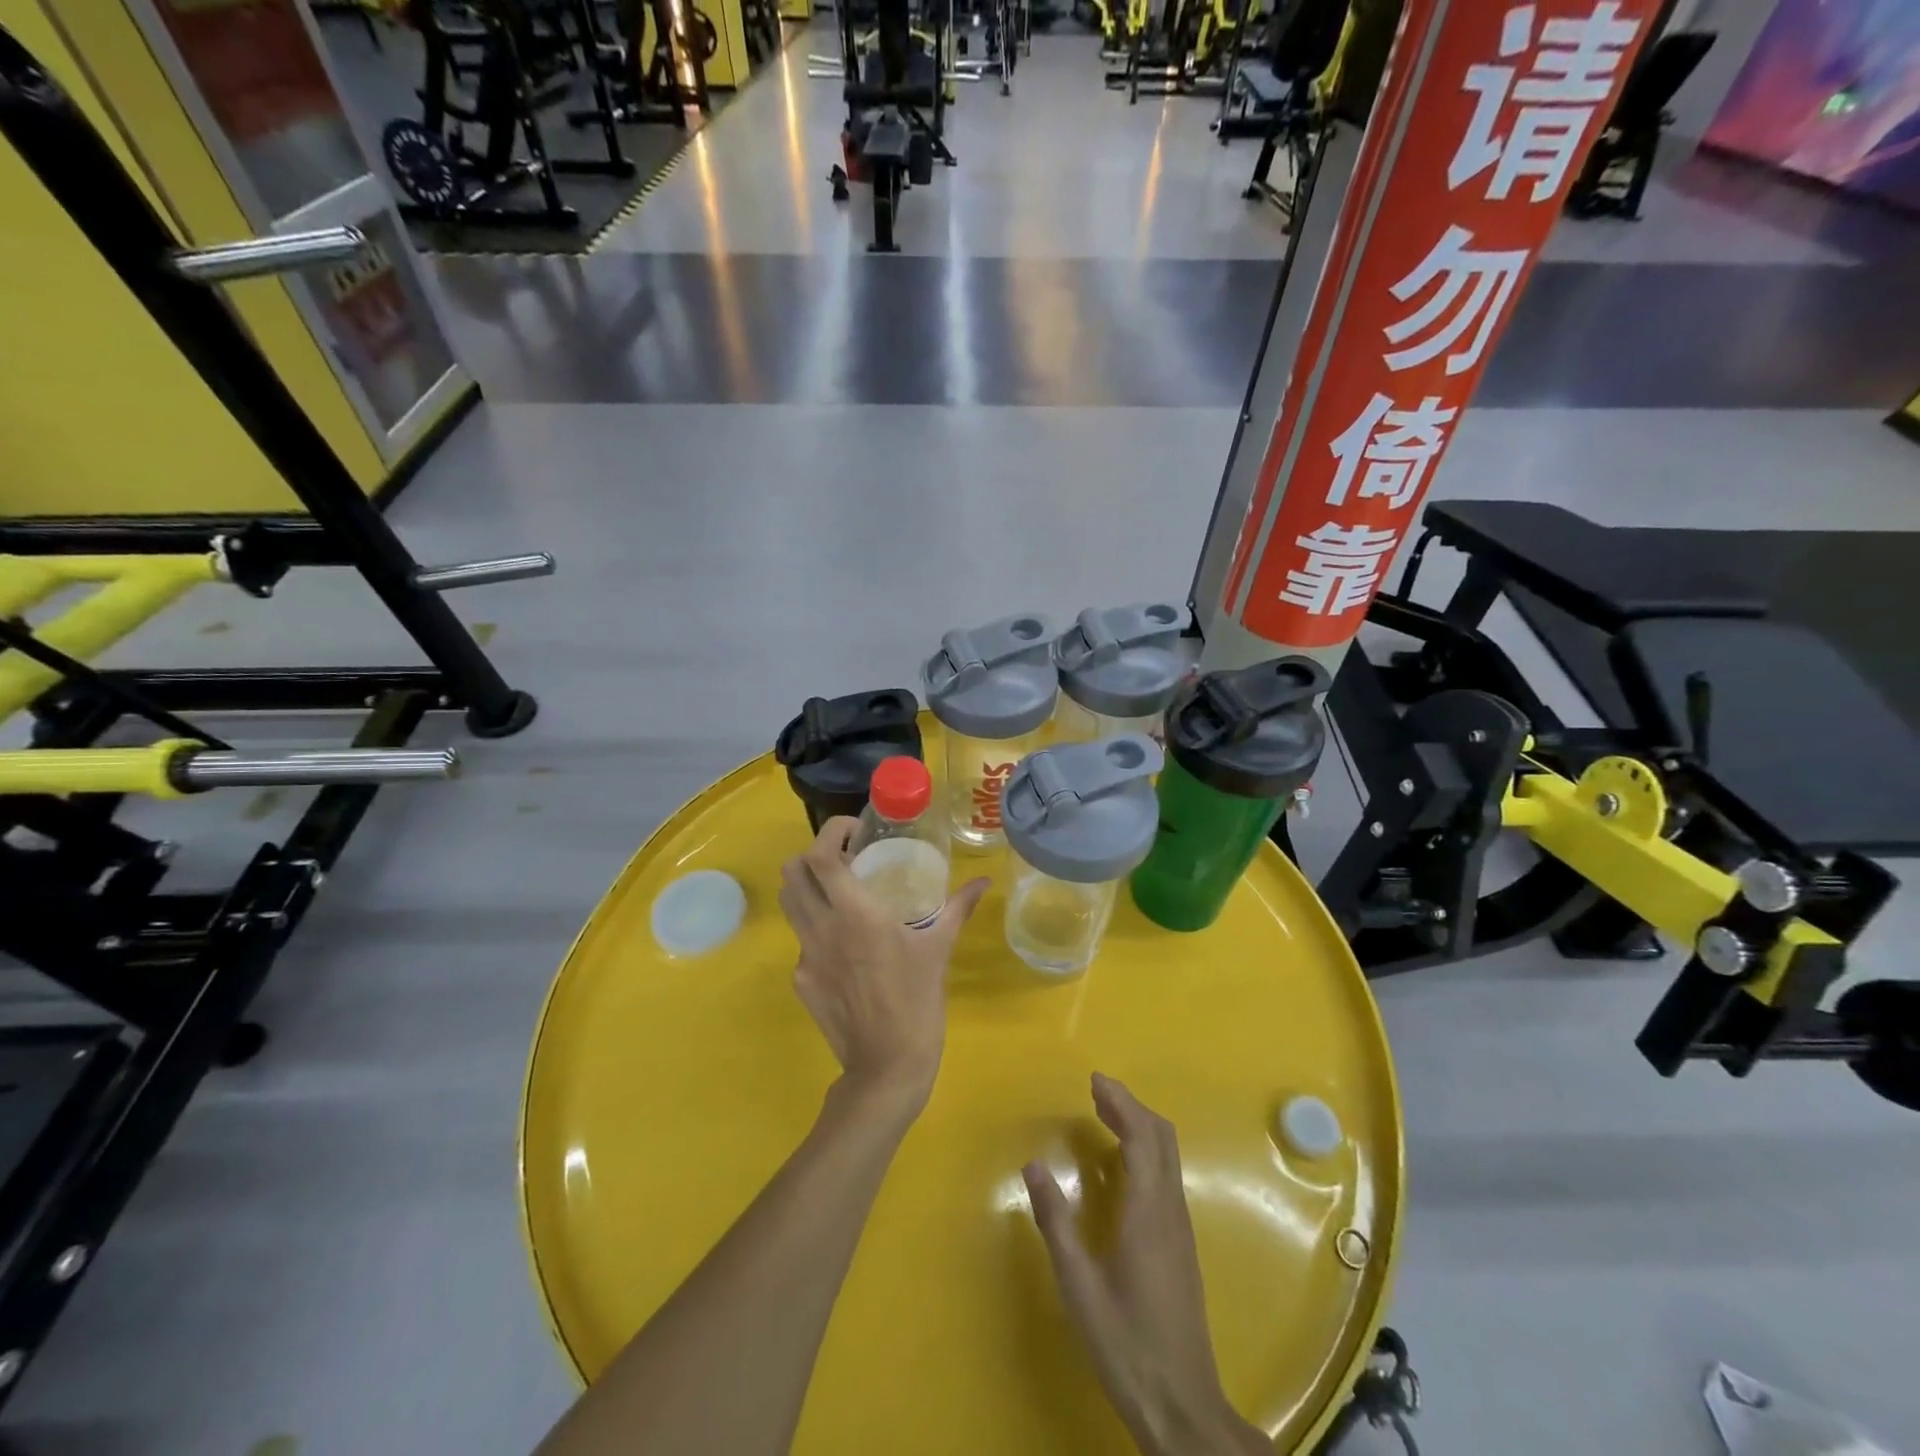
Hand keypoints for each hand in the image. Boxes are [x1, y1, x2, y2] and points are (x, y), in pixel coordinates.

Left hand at [778, 816, 988, 1112]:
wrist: (886, 1066)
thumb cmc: (917, 1002)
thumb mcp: (939, 949)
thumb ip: (957, 908)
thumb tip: (983, 882)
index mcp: (854, 914)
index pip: (821, 856)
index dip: (831, 832)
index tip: (855, 831)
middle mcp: (821, 928)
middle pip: (792, 872)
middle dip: (814, 854)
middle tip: (846, 859)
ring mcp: (806, 955)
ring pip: (790, 903)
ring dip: (809, 886)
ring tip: (841, 893)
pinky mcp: (802, 980)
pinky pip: (803, 940)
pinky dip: (819, 928)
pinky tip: (848, 947)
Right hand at [1024, 1075, 1269, 1455]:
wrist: (1182, 1405)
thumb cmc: (1126, 1343)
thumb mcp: (1079, 1285)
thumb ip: (1056, 1222)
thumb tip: (1033, 1165)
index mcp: (1149, 1212)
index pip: (1142, 1137)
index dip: (1121, 1102)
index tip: (1094, 1081)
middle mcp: (1171, 1210)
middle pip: (1162, 1138)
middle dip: (1131, 1106)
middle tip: (1096, 1091)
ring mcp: (1180, 1227)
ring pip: (1168, 1156)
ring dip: (1139, 1126)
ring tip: (1104, 1115)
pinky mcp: (1180, 1243)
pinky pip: (1166, 1175)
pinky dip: (1145, 1150)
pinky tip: (1121, 1162)